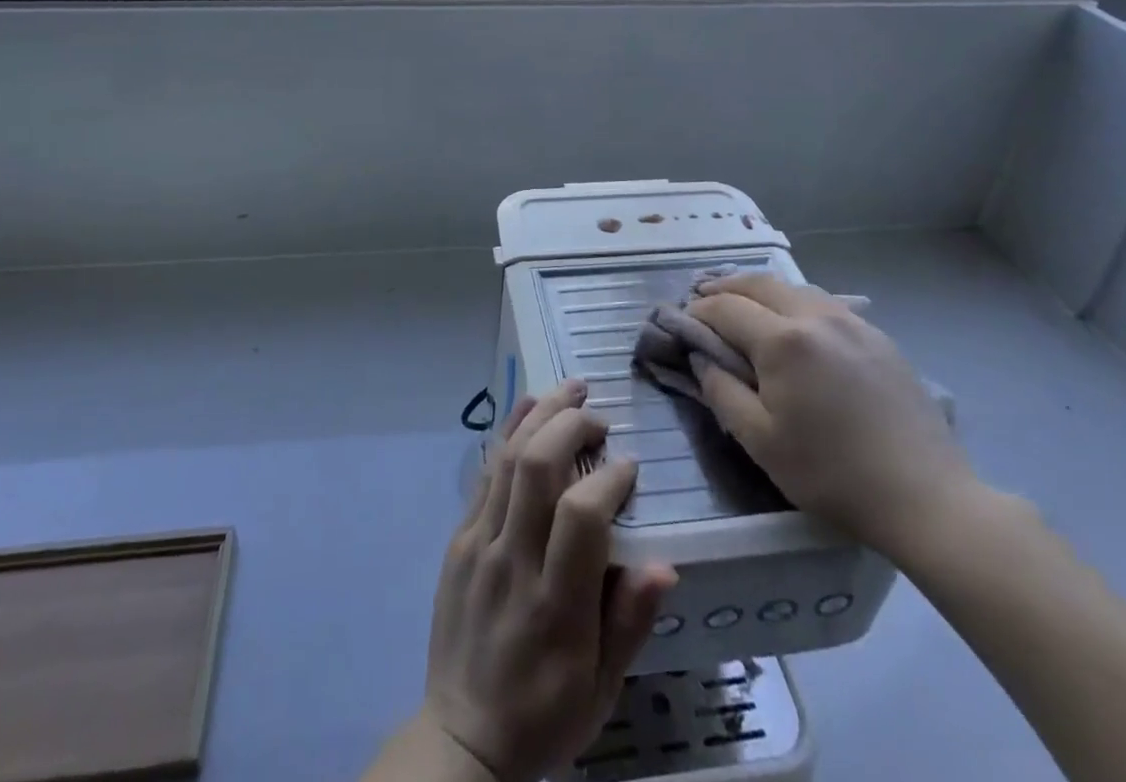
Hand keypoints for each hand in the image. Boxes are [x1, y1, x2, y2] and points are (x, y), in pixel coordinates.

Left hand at [417, 381, 676, 781]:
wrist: (462, 737)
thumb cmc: (545, 714)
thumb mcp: (603, 689)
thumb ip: (631, 622)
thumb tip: (666, 564)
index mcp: (555, 605)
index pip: (581, 516)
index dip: (609, 478)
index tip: (630, 466)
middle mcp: (512, 562)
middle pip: (537, 468)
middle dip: (571, 426)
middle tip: (600, 416)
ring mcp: (479, 544)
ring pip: (508, 459)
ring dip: (541, 415)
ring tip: (571, 388)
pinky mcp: (459, 538)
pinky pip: (485, 473)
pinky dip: (509, 431)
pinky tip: (529, 406)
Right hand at [687, 274, 973, 560]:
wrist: (927, 499)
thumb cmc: (833, 475)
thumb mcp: (761, 442)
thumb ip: (721, 391)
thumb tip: (702, 358)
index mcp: (782, 341)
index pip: (725, 308)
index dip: (698, 312)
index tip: (681, 322)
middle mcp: (815, 316)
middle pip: (759, 283)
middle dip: (725, 287)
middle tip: (702, 297)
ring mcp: (852, 322)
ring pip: (794, 288)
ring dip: (761, 290)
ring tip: (743, 303)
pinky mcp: (879, 337)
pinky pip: (825, 304)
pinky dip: (795, 302)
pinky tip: (794, 323)